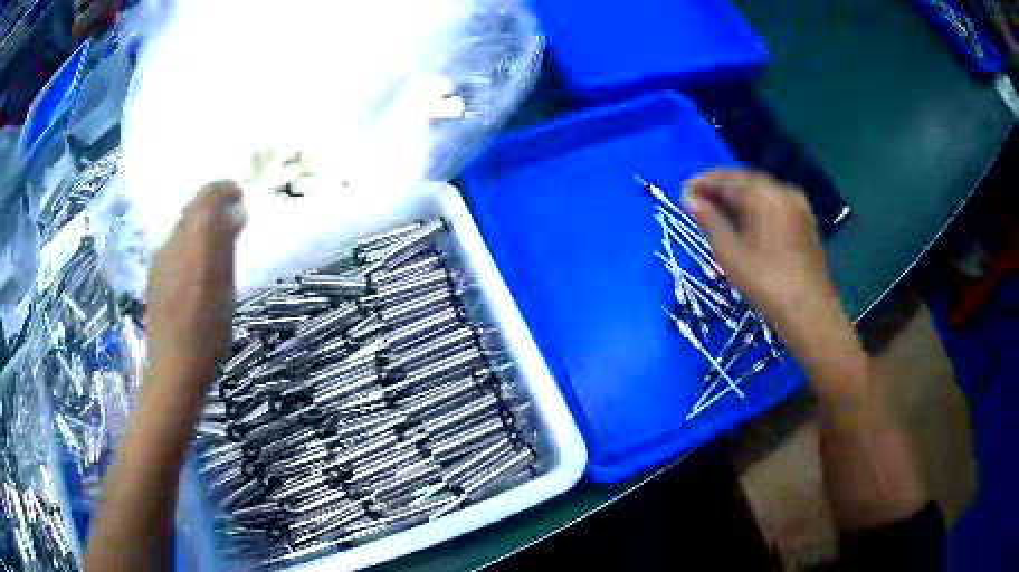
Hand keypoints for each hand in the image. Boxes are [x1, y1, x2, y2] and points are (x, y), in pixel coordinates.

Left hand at [146, 181, 245, 383]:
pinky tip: (195, 271)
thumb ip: (227, 247)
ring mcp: (160, 257)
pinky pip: (173, 244)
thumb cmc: (208, 334)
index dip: (225, 189)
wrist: (174, 367)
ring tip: (215, 251)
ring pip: (182, 225)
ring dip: (200, 226)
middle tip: (231, 225)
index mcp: (196, 242)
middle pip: (193, 206)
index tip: (240, 199)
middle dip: (213, 207)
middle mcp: (174, 241)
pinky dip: (188, 243)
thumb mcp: (227, 289)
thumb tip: (237, 214)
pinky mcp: (153, 272)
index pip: (208, 194)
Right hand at [682, 169, 833, 330]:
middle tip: (697, 201)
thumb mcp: (731, 253)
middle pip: (747, 182)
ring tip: (715, 212)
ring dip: (737, 199)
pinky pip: (773, 205)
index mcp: (768, 195)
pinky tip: (741, 222)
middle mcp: (785, 192)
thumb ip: (709, 221)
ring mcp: (798, 207)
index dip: (704, 183)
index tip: (683, 190)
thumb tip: (689, 199)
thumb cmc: (766, 283)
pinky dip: (754, 208)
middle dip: (720, 189)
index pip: (730, 178)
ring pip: (761, 194)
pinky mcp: (803, 222)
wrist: (809, 312)